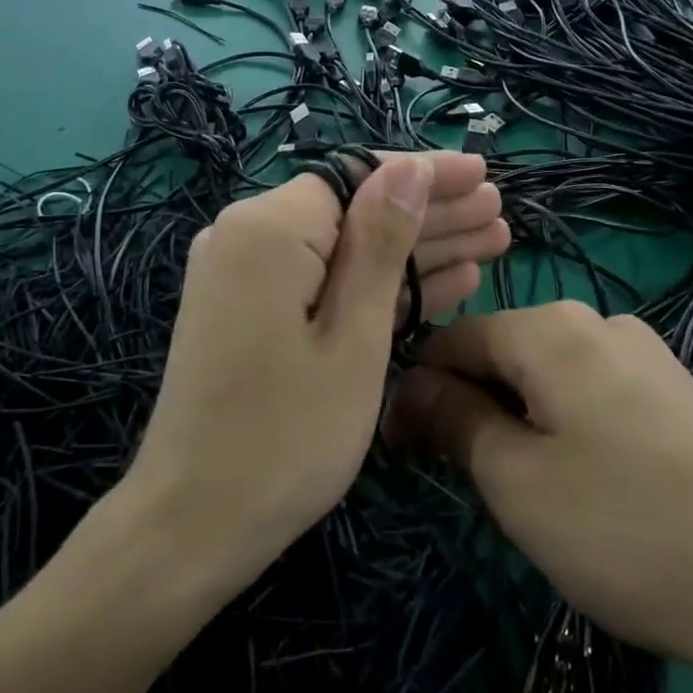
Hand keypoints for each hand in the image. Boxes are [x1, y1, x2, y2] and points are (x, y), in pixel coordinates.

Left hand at [125, 152, 509, 590]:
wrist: (194, 522)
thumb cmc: (286, 436)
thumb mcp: (352, 337)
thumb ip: (381, 244)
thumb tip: (408, 169)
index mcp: (266, 230)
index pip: (357, 176)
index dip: (425, 174)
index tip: (483, 172)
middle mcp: (247, 238)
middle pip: (354, 210)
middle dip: (429, 213)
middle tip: (498, 213)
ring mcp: (247, 278)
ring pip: (346, 249)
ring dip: (416, 250)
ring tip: (491, 241)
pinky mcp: (253, 313)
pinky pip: (325, 284)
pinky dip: (379, 288)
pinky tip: (447, 285)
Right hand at [387, 303, 692, 692]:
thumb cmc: (628, 529)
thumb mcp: (517, 480)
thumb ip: (453, 419)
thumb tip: (409, 387)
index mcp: (552, 329)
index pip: (452, 338)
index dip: (417, 390)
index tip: (402, 451)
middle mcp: (600, 323)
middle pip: (502, 353)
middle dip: (468, 407)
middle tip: (462, 481)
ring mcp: (648, 356)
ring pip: (546, 377)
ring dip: (514, 421)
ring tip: (524, 492)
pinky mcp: (679, 395)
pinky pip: (592, 395)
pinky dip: (562, 428)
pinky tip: (583, 487)